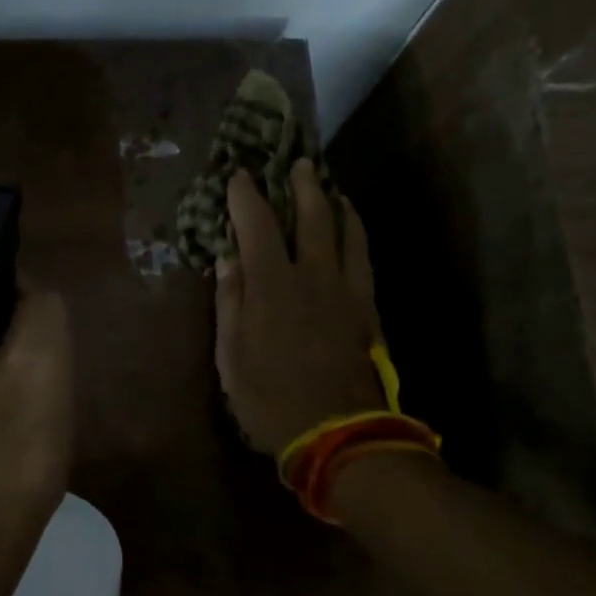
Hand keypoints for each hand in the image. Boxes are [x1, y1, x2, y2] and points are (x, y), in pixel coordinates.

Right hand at [215, 159, 384, 454]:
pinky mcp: (369, 309)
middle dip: (302, 185)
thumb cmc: (270, 398)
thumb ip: (230, 302)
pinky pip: (364, 258)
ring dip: (337, 204)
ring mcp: (348, 290)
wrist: (338, 433)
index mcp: (273, 285)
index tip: (238, 175)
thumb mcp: (231, 356)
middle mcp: (313, 275)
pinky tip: (352, 233)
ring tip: (331, 189)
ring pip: (348, 232)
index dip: (245, 195)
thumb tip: (227, 258)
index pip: (256, 224)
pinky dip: (356, 235)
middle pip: (312, 215)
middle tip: (298, 163)